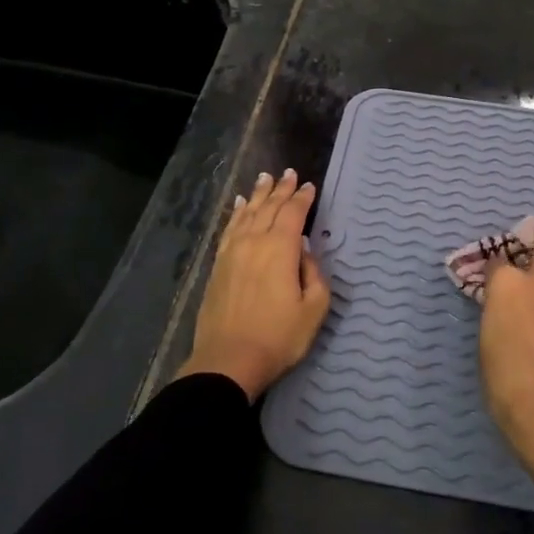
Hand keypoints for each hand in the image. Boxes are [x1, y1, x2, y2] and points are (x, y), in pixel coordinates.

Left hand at [179, 169, 330, 400]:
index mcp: (281, 249)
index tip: (310, 186)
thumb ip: (314, 276)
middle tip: (289, 173)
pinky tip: (240, 205)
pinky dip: (237, 213)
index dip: (303, 198)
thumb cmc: (278, 337)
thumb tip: (305, 253)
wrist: (228, 360)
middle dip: (281, 189)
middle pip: (269, 207)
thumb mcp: (313, 310)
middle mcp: (255, 242)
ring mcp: (233, 252)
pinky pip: (229, 228)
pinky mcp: (218, 265)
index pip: (293, 214)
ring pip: (248, 213)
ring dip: (259, 194)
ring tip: (265, 178)